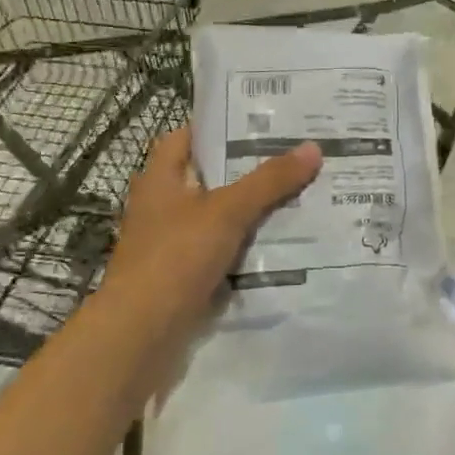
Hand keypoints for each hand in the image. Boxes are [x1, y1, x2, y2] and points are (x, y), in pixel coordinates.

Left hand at [99, 127, 320, 332]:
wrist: (142, 333)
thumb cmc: (176, 257)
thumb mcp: (227, 211)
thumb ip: (269, 180)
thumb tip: (312, 147)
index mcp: (160, 178)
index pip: (188, 137)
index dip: (221, 126)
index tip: (262, 121)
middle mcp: (162, 205)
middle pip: (210, 176)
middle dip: (249, 168)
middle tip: (295, 155)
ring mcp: (172, 242)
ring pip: (219, 215)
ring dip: (252, 208)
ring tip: (300, 193)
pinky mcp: (184, 274)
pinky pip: (222, 248)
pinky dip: (247, 243)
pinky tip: (282, 240)